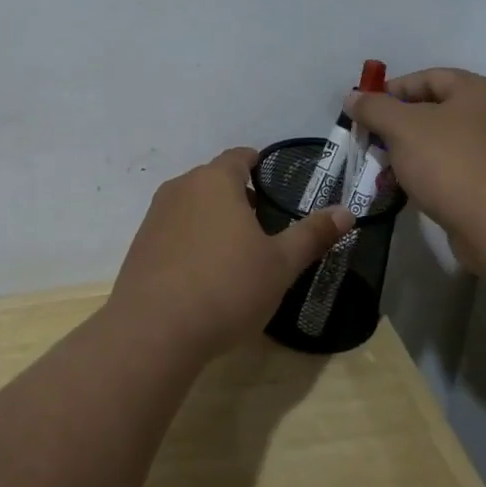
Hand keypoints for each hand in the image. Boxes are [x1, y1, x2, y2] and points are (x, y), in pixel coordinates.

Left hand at [109, 148, 352, 355]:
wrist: (154, 330)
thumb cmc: (226, 287)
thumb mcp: (280, 264)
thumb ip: (312, 235)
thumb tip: (345, 212)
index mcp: (215, 181)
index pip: (239, 157)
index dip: (257, 164)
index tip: (273, 180)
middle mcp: (180, 188)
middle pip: (213, 180)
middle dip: (238, 195)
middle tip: (263, 223)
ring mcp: (155, 216)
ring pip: (192, 205)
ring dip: (213, 218)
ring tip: (236, 251)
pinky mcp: (140, 245)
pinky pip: (174, 231)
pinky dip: (191, 240)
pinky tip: (204, 273)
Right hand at [346, 68, 485, 246]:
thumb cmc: (451, 163)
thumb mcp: (402, 128)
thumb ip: (374, 108)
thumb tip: (353, 97)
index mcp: (480, 91)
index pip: (428, 77)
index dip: (392, 90)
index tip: (364, 111)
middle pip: (436, 110)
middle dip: (398, 125)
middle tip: (371, 141)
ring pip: (444, 142)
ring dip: (412, 152)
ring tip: (384, 168)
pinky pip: (456, 169)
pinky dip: (431, 174)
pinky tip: (411, 189)